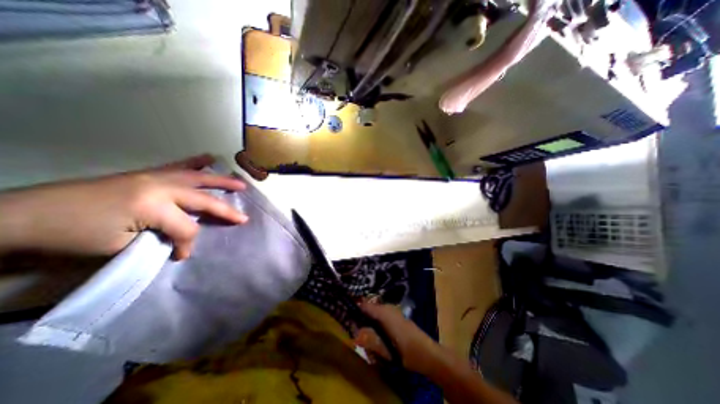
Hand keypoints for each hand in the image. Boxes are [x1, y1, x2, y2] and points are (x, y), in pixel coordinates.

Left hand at [0, 154, 246, 260]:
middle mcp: (161, 187)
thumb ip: (162, 239)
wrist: (25, 215)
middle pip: (204, 200)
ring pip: (198, 178)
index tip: (181, 256)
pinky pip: (177, 166)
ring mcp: (154, 177)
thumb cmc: (73, 235)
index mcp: (154, 206)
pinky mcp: (145, 174)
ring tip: (240, 184)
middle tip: (244, 217)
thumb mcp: (122, 246)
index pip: (187, 227)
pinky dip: (196, 162)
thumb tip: (180, 241)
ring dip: (222, 181)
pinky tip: (209, 159)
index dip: (188, 244)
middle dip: (225, 211)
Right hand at [354, 301, 445, 373]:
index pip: (365, 306)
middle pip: (370, 309)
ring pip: (376, 313)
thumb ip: (370, 341)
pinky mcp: (397, 317)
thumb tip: (354, 335)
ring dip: (370, 322)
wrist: (428, 353)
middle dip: (362, 318)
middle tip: (357, 331)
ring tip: (366, 335)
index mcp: (384, 313)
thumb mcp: (387, 349)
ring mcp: (393, 311)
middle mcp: (388, 308)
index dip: (355, 309)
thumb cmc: (407, 351)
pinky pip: (382, 316)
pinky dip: (377, 323)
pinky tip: (378, 335)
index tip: (346, 317)